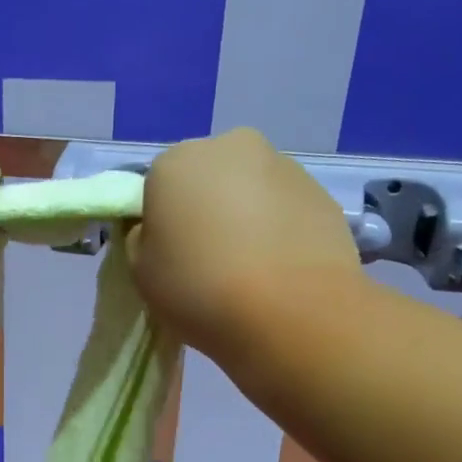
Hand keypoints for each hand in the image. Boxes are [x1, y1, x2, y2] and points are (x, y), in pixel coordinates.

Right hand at [128, 127, 359, 357]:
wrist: (291, 313)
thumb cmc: (199, 289)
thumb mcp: (141, 272)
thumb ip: (142, 238)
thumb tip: (161, 228)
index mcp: (175, 162)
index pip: (156, 184)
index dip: (161, 220)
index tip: (170, 255)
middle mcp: (229, 147)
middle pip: (206, 176)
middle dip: (206, 208)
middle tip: (208, 259)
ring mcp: (282, 166)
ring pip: (250, 188)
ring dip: (245, 216)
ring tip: (249, 268)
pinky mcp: (321, 193)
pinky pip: (285, 208)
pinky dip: (279, 229)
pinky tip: (279, 269)